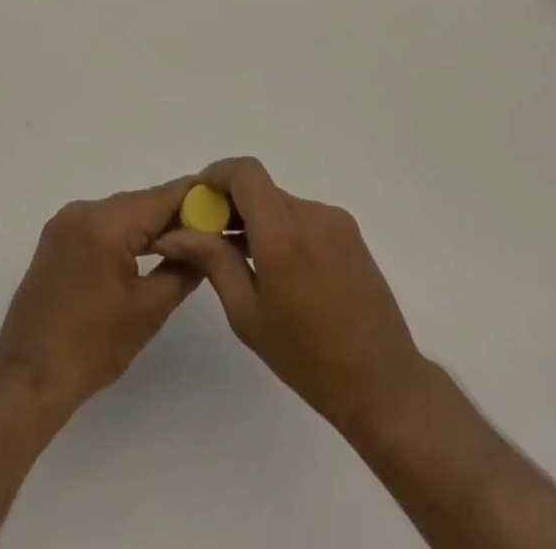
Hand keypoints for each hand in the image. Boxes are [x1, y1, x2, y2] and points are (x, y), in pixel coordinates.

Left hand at [0, 177, 200, 411]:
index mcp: (105, 223)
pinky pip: (102, 224)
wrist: (28, 377)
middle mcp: (83, 209)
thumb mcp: (148, 310)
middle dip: (175, 214)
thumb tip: (206, 244)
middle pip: (141, 202)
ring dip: (150, 225)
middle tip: (210, 229)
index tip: (224, 204)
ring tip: (185, 242)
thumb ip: (183, 269)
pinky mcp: (57, 237)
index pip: (161, 197)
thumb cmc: (92, 347)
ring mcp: (66, 221)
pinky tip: (146, 251)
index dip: (195, 198)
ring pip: (122, 212)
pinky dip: (125, 233)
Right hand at [154, 157, 428, 432]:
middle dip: (232, 205)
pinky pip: (304, 217)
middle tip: (211, 239)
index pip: (244, 172)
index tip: (197, 202)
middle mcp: (311, 214)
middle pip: (261, 189)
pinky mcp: (350, 232)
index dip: (216, 176)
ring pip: (281, 203)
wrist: (382, 383)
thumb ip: (212, 261)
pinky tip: (280, 270)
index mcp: (283, 233)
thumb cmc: (307, 358)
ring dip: (258, 220)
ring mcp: (335, 220)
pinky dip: (283, 229)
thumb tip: (173, 233)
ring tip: (245, 262)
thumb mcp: (247, 313)